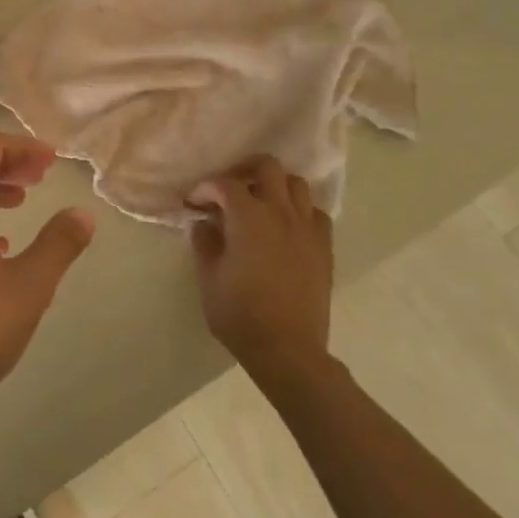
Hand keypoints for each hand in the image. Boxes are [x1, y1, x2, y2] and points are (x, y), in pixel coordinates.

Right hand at [189, 156, 334, 372]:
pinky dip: (300, 212)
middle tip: (229, 191)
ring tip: (260, 205)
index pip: (225, 184)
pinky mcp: (324, 247)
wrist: (287, 349)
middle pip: (267, 167)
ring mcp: (307, 228)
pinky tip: (286, 228)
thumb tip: (204, 222)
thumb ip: (204, 242)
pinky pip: (316, 214)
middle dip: (245, 171)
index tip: (194, 203)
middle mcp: (280, 212)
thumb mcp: (208, 277)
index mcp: (248, 216)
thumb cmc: (239, 313)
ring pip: (296, 185)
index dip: (205, 188)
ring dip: (275, 187)